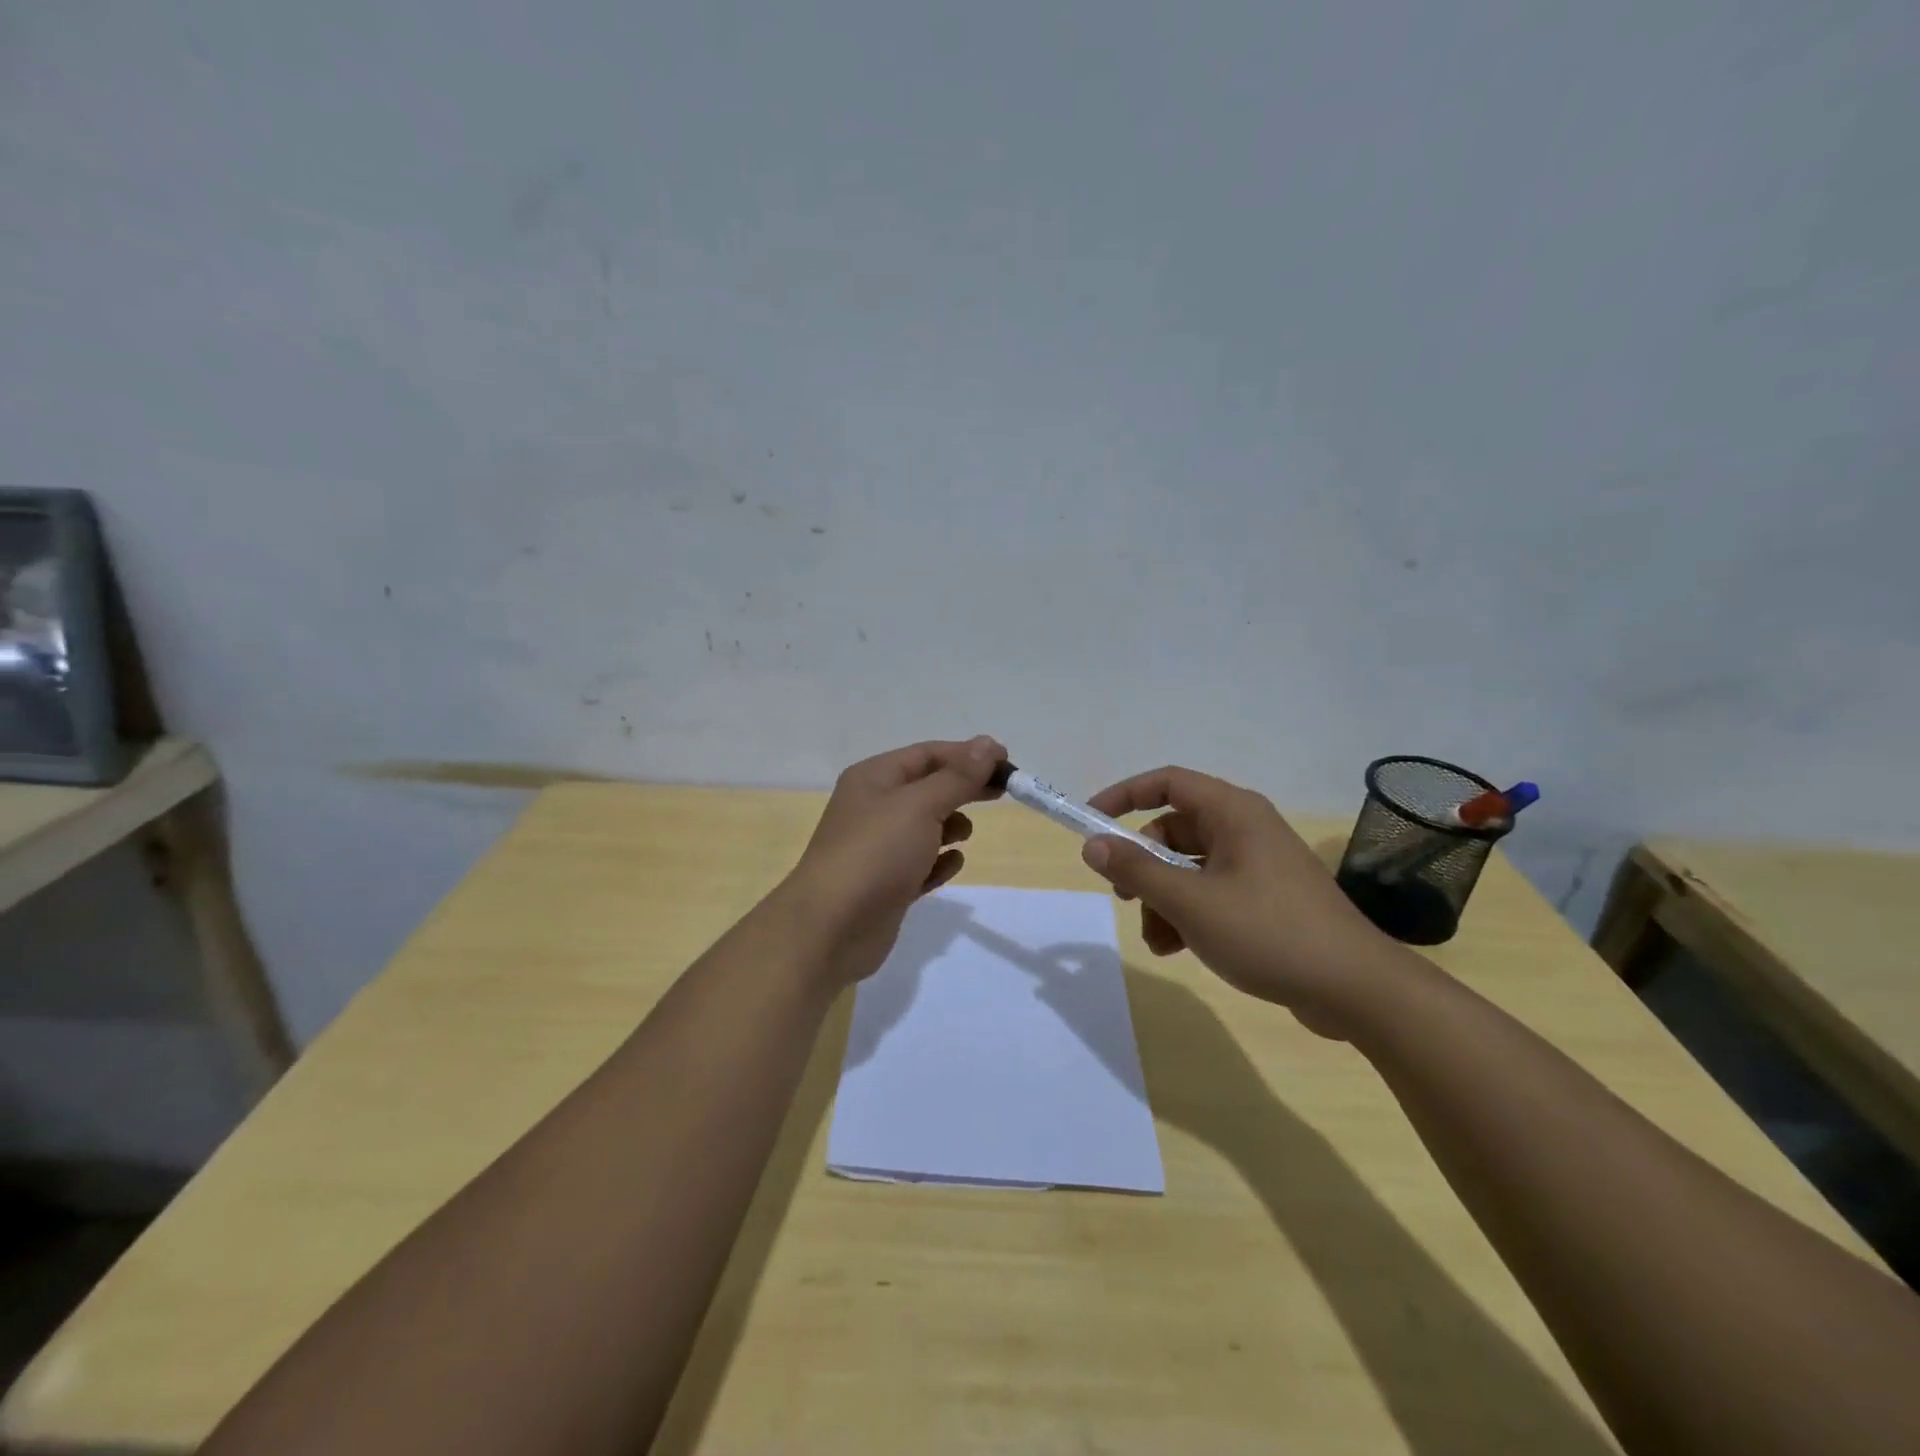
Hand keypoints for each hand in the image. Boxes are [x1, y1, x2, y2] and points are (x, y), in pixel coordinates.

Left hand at [775, 736, 1005, 985]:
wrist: (831, 928)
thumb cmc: (876, 854)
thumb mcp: (920, 805)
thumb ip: (957, 777)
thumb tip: (987, 744)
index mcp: (874, 778)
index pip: (927, 754)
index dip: (967, 754)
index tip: (1006, 762)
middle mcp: (874, 807)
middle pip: (929, 787)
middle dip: (964, 788)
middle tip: (1003, 791)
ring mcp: (879, 847)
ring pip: (925, 826)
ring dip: (951, 825)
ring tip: (964, 835)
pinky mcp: (887, 884)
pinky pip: (921, 863)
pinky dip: (939, 862)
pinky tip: (951, 865)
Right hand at [1081, 766, 1413, 1038]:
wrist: (1356, 989)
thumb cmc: (1269, 932)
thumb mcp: (1191, 902)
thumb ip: (1137, 871)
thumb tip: (1092, 845)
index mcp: (1233, 813)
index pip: (1166, 783)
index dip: (1124, 796)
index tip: (1091, 821)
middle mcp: (1245, 829)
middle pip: (1174, 831)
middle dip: (1144, 866)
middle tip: (1125, 897)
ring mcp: (1257, 865)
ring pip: (1189, 868)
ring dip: (1163, 899)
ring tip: (1157, 940)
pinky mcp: (1265, 898)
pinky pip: (1210, 893)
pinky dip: (1187, 915)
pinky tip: (1177, 948)